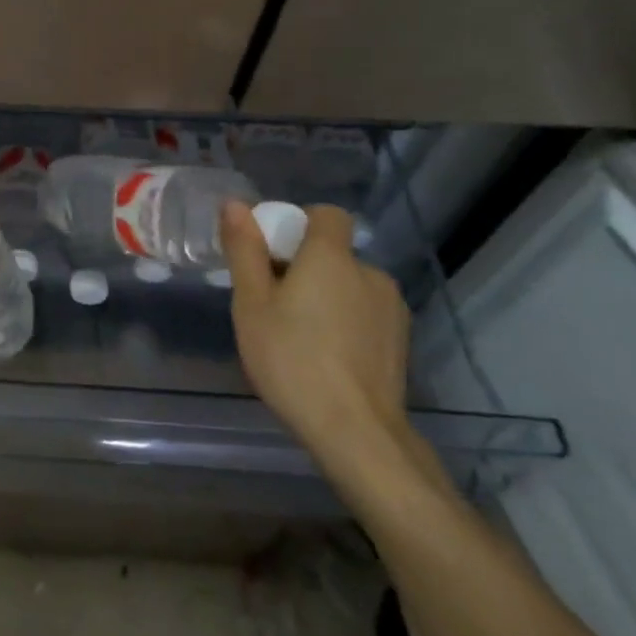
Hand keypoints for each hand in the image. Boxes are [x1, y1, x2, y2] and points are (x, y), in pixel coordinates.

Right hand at [221, 201, 413, 479]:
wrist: (355, 431)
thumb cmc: (291, 359)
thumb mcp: (251, 304)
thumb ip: (245, 250)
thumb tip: (235, 204)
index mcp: (332, 257)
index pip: (325, 214)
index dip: (297, 224)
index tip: (270, 254)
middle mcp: (369, 273)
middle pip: (333, 253)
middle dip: (304, 267)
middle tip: (271, 304)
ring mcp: (391, 308)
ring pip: (349, 284)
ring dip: (326, 295)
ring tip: (298, 334)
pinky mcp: (401, 339)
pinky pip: (364, 312)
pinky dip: (344, 321)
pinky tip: (325, 355)